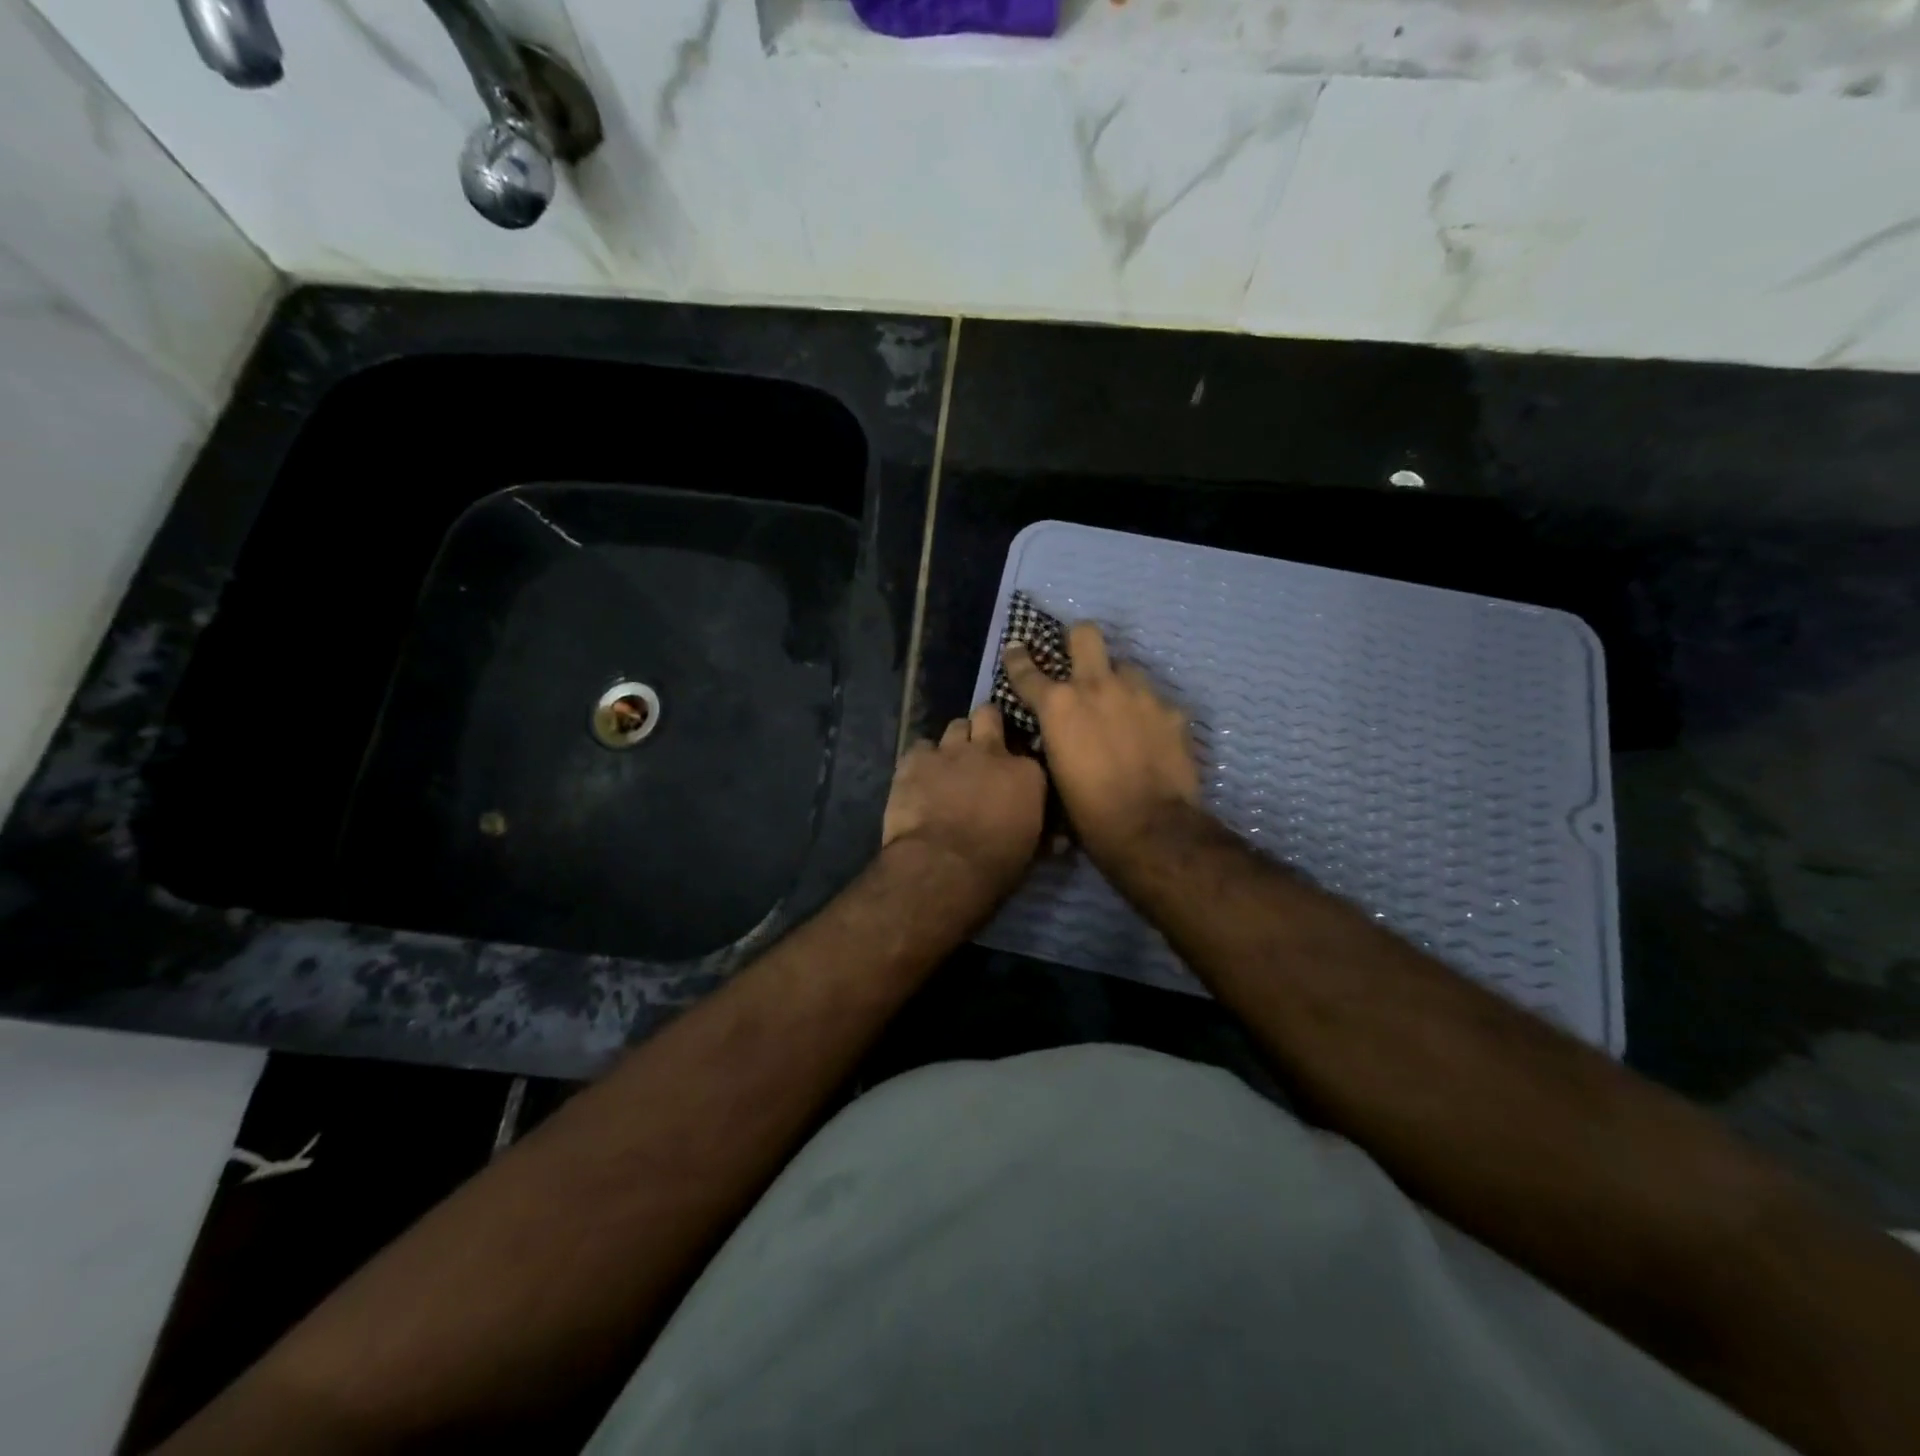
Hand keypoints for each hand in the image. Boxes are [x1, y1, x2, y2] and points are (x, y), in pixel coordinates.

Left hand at [883, 703, 1046, 901]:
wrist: (943, 866)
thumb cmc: (995, 866)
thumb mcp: (1030, 849)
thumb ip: (1038, 829)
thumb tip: (1055, 838)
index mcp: (1026, 773)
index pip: (1028, 753)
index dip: (1017, 763)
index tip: (1012, 776)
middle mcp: (991, 751)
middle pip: (989, 716)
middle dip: (986, 725)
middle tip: (981, 746)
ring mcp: (951, 751)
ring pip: (956, 725)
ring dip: (955, 742)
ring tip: (949, 763)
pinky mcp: (916, 760)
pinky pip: (919, 747)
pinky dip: (921, 760)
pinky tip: (919, 777)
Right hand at [1003, 623, 1199, 863]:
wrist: (1150, 828)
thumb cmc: (1088, 812)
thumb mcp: (1054, 772)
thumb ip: (1053, 738)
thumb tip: (1056, 731)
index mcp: (1059, 705)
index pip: (1027, 670)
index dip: (1017, 658)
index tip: (1016, 648)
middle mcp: (1098, 686)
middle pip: (1086, 634)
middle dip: (1078, 640)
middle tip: (1078, 658)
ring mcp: (1140, 694)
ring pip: (1126, 666)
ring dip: (1118, 681)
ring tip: (1120, 708)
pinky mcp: (1172, 710)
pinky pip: (1154, 700)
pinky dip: (1148, 713)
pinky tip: (1151, 736)